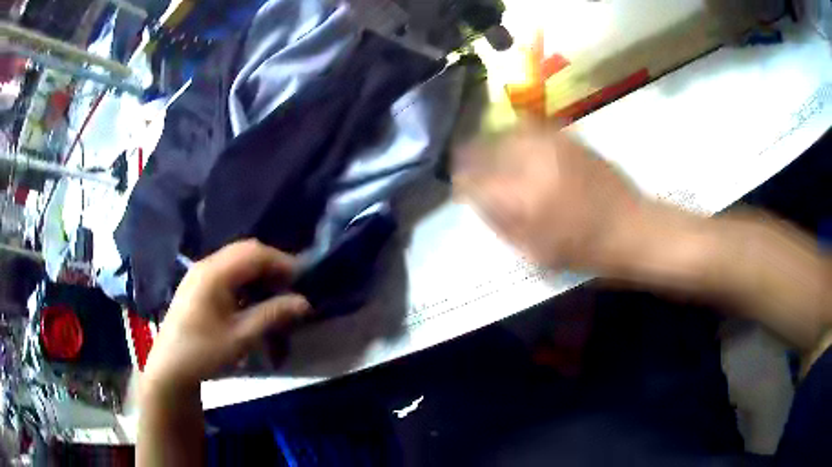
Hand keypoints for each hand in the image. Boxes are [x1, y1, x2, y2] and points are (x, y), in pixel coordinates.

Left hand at [142, 240, 310, 393]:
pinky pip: (226, 270)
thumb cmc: (204, 352)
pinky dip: (244, 278)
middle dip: (271, 263)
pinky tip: (251, 298)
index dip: (282, 261)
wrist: (170, 366)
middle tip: (291, 286)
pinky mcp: (196, 284)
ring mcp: (199, 273)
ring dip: (258, 270)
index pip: (255, 253)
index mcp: (215, 273)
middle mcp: (206, 265)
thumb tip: (304, 302)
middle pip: (245, 250)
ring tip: (275, 292)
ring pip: (235, 259)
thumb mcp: (241, 337)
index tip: (303, 279)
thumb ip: (272, 315)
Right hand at [453, 120, 643, 271]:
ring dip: (492, 143)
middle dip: (471, 158)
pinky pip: (530, 126)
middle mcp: (535, 161)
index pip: (475, 179)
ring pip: (505, 132)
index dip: (460, 181)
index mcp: (525, 197)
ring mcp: (553, 144)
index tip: (457, 185)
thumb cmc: (586, 251)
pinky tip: (517, 145)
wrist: (633, 228)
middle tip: (467, 168)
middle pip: (486, 148)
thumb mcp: (536, 252)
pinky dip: (515, 134)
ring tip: (489, 154)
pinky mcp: (569, 137)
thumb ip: (501, 223)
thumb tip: (476, 199)